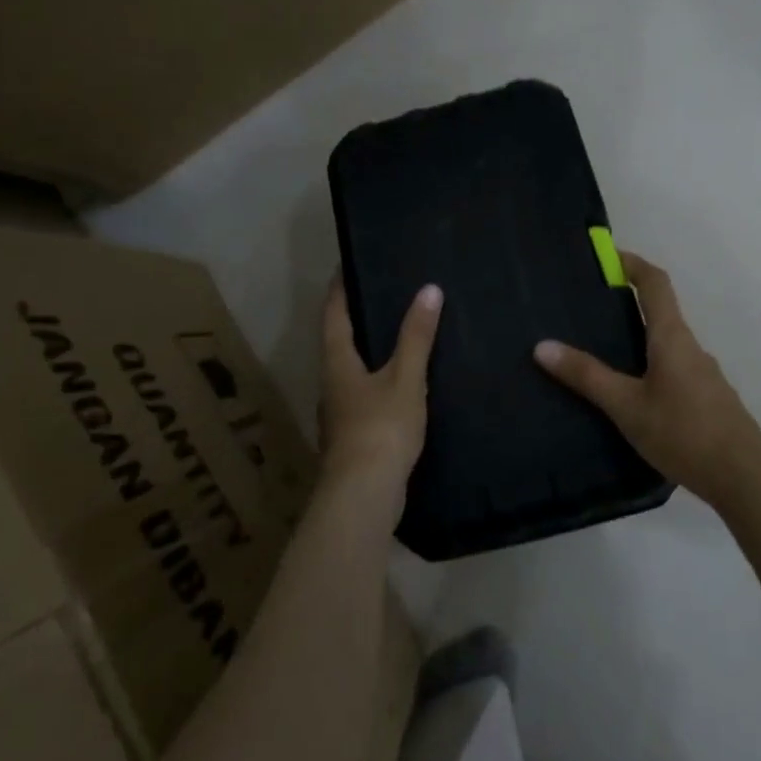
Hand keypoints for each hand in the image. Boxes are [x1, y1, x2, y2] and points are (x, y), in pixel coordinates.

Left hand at [318, 278, 442, 500]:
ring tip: (398, 334)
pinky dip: (379, 379)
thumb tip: (429, 289)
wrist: (364, 496)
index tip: (349, 263)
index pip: (333, 314)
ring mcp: (340, 413)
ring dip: (368, 350)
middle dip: (356, 317)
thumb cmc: (381, 429)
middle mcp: (331, 383)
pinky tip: (403, 384)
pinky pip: (364, 395)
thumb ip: (416, 336)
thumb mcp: (405, 379)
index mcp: (337, 363)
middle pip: (338, 341)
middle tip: (384, 293)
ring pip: (351, 370)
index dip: (340, 287)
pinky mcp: (354, 436)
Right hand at [535, 252, 760, 511]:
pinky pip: (673, 369)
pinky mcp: (707, 399)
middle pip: (660, 312)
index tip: (606, 256)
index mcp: (672, 337)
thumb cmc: (684, 432)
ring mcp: (703, 374)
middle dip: (627, 303)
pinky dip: (649, 366)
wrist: (745, 477)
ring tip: (601, 354)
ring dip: (638, 339)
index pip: (655, 283)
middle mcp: (690, 347)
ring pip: (666, 344)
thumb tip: (543, 346)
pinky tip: (630, 395)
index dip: (632, 264)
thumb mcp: (627, 406)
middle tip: (588, 310)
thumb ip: (587, 376)